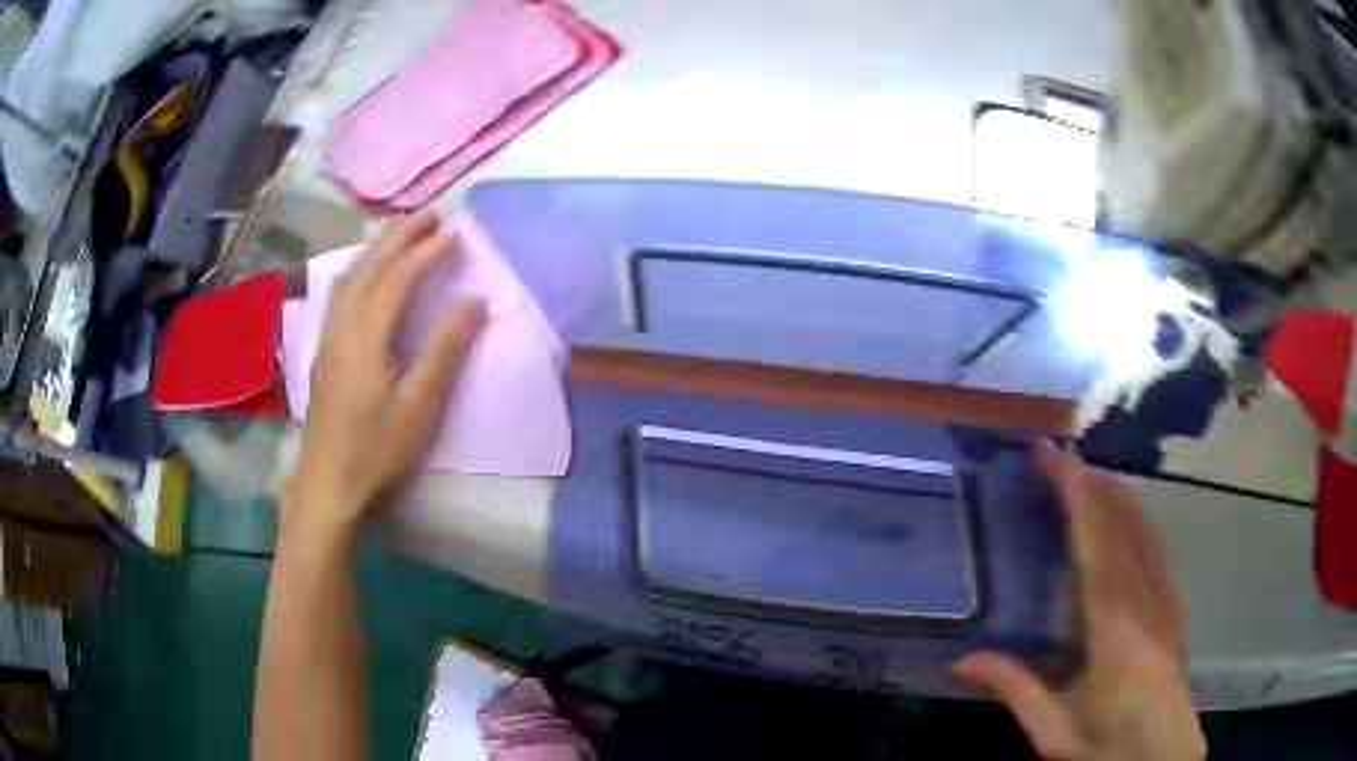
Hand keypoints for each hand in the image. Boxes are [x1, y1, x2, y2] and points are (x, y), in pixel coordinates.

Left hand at [289, 212, 484, 537]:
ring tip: (403, 235)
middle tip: (431, 216)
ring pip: (350, 276)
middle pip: (370, 266)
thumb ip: (445, 350)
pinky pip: (340, 292)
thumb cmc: (377, 450)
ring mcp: (328, 337)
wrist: (328, 484)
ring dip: (377, 249)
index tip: (456, 233)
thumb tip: (474, 300)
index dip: (427, 252)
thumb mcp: (419, 406)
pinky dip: (359, 269)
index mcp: (367, 337)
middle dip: (400, 236)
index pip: (399, 278)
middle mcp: (342, 326)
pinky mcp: (323, 350)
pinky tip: (365, 275)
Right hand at [954, 446, 1204, 760]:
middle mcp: (1146, 598)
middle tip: (1057, 459)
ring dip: (1115, 495)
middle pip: (1123, 523)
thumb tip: (964, 659)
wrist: (1163, 755)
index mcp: (1115, 625)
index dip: (1076, 495)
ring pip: (1143, 529)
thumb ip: (1016, 689)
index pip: (1096, 543)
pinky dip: (1133, 520)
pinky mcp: (1173, 606)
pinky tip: (1124, 521)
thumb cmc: (1108, 744)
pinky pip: (1153, 547)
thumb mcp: (1054, 730)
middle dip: (1092, 482)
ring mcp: (1165, 598)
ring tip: (1086, 476)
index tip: (1052, 458)